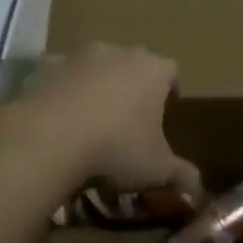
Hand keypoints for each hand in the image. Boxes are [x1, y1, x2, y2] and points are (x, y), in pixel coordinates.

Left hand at [15, 44, 199, 191]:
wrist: (49, 137)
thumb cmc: (116, 147)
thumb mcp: (157, 170)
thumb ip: (182, 176)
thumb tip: (199, 190)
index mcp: (152, 70)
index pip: (172, 70)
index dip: (170, 89)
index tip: (165, 112)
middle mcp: (118, 53)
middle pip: (132, 62)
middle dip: (132, 84)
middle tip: (127, 117)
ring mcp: (78, 56)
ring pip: (94, 65)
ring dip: (94, 83)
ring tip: (89, 118)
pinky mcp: (44, 66)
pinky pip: (58, 75)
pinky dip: (59, 89)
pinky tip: (55, 117)